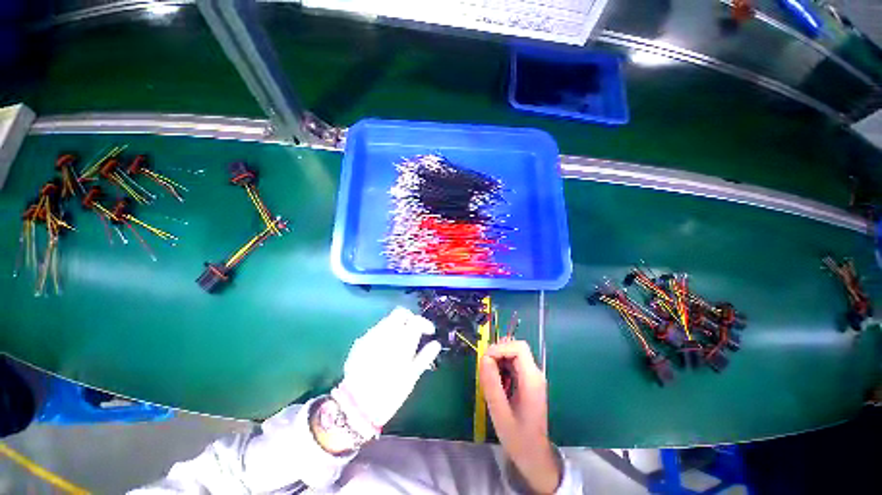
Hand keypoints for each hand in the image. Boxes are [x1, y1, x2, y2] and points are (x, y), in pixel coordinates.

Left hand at [331, 307, 440, 440]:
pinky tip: (384, 349)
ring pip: (387, 320)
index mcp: (401, 340)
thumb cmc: (390, 393)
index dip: (425, 323)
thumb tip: (436, 344)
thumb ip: (425, 356)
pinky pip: (375, 331)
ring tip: (399, 342)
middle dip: (410, 319)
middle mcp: (386, 332)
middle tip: (414, 331)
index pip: (416, 320)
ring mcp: (371, 335)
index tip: (429, 332)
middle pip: (400, 313)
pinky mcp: (360, 342)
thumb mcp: (411, 377)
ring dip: (396, 326)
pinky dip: (383, 334)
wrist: (357, 406)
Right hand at [480, 340, 560, 493]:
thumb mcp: (500, 413)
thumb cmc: (518, 438)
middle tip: (484, 367)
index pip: (519, 348)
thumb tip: (484, 358)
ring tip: (488, 375)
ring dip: (499, 358)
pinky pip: (514, 363)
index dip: (500, 348)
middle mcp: (535, 374)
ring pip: (515, 354)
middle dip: (498, 351)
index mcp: (531, 380)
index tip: (485, 359)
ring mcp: (533, 377)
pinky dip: (502, 365)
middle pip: (517, 347)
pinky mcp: (528, 382)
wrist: (535, 457)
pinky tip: (496, 380)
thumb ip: (492, 385)